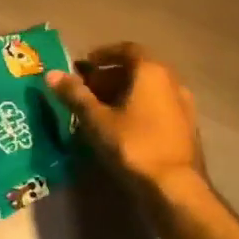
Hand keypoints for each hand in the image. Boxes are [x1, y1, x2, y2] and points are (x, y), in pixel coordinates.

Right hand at [46, 44, 207, 205]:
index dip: (104, 54)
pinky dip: (139, 109)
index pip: (127, 49)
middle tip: (87, 90)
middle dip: (110, 76)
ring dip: (125, 94)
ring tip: (101, 110)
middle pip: (138, 70)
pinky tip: (123, 128)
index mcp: (151, 71)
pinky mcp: (187, 129)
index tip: (85, 64)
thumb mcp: (97, 120)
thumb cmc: (134, 145)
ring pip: (149, 90)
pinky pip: (158, 107)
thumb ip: (75, 95)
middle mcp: (172, 82)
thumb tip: (51, 74)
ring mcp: (184, 106)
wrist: (177, 189)